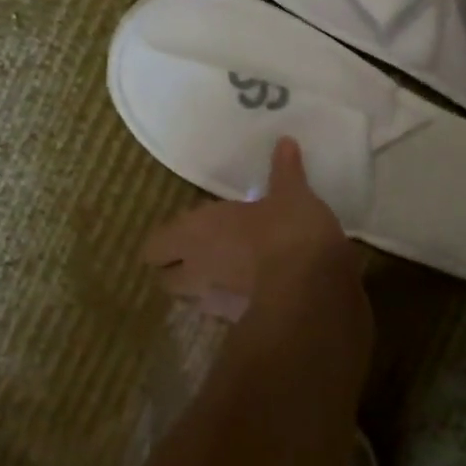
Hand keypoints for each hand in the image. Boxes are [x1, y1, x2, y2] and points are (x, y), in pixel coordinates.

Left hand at [140, 138, 362, 320]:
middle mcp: (195, 268)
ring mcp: (213, 302)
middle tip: (198, 255)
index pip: (153, 247)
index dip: (164, 243)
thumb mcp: (292, 194)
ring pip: (189, 301)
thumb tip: (285, 141)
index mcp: (196, 232)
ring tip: (222, 275)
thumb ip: (284, 171)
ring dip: (199, 291)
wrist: (312, 290)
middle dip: (176, 270)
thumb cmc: (289, 231)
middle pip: (165, 280)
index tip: (181, 235)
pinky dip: (228, 307)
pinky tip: (249, 294)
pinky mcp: (238, 325)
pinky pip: (221, 315)